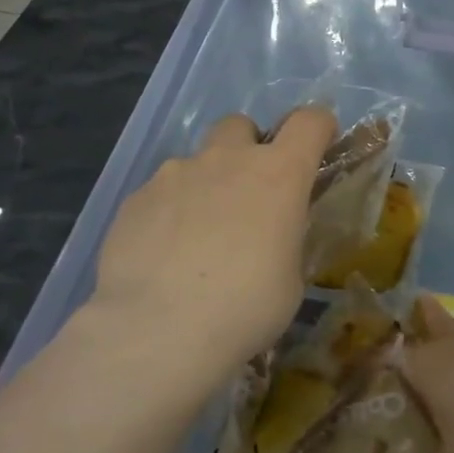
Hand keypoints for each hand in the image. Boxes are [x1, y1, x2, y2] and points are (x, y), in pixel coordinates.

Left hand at [91, 106, 336, 376]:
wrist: (159, 330)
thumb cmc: (245, 308)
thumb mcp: (290, 280)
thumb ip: (285, 240)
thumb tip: (272, 236)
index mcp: (278, 175)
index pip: (309, 122)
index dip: (318, 129)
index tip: (318, 148)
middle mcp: (226, 161)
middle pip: (241, 126)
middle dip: (248, 149)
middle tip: (248, 195)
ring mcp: (175, 174)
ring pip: (196, 162)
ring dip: (205, 185)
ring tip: (198, 237)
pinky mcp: (135, 199)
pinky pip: (161, 193)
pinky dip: (169, 213)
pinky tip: (163, 255)